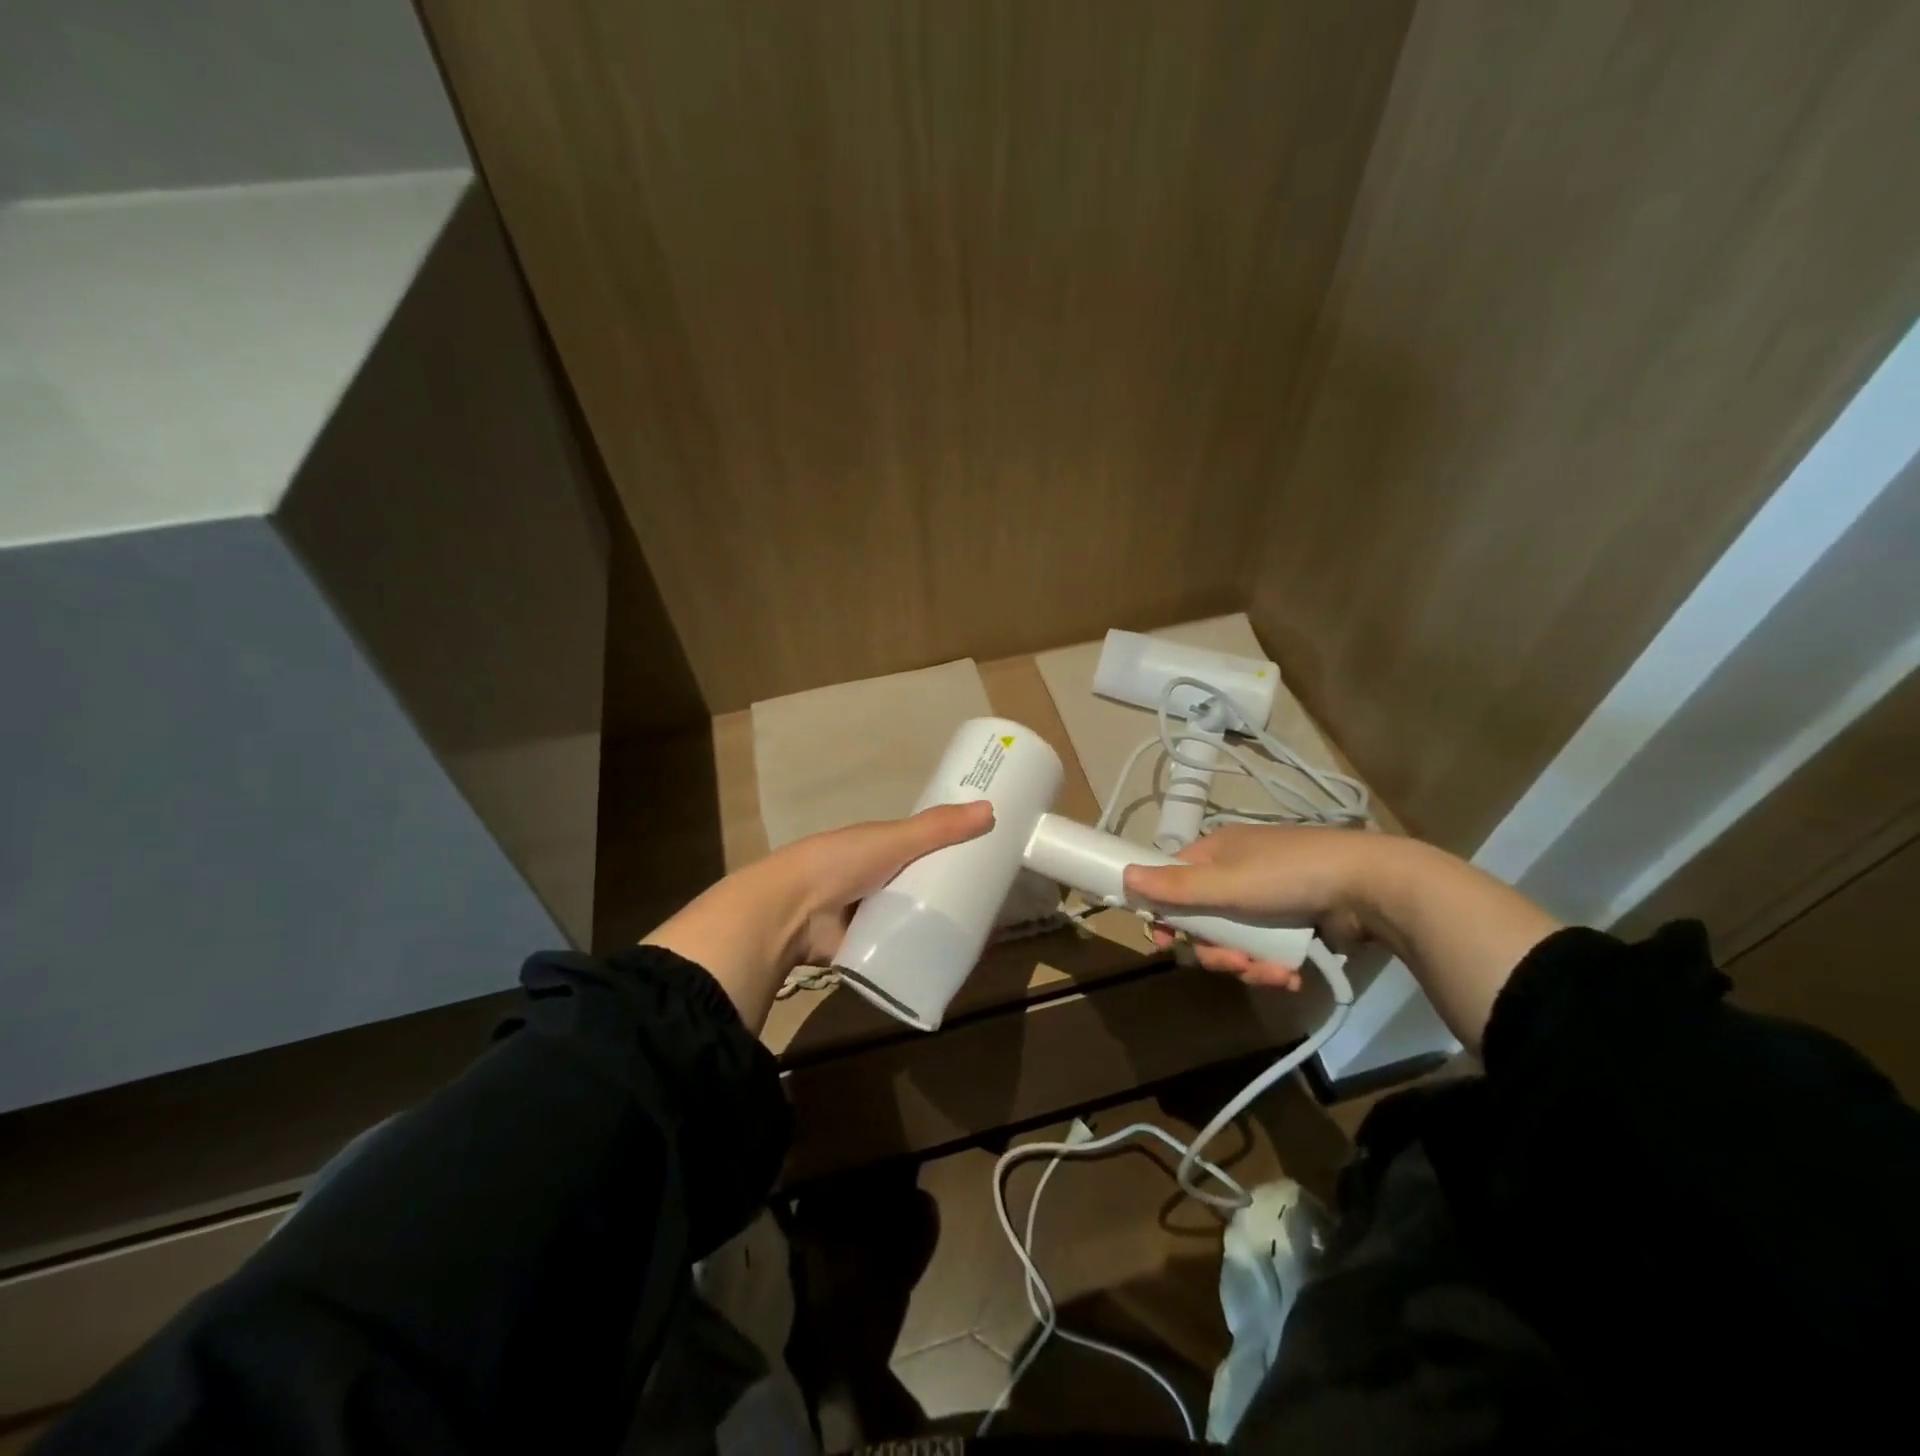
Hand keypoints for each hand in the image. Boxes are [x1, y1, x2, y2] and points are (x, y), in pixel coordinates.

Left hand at [644, 801, 993, 1031]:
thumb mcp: (892, 839)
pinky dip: (917, 954)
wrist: (788, 913)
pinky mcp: (859, 949)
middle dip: (945, 894)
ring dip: (933, 926)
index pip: (918, 847)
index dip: (947, 852)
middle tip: (988, 906)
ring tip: (975, 937)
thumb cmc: (840, 864)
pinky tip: (947, 962)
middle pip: (916, 885)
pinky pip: (895, 951)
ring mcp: (861, 916)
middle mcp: (868, 879)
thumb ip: (937, 827)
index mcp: (873, 848)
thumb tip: (991, 809)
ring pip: (907, 920)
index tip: (982, 861)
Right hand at [1121, 824, 1386, 989]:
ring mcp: (1269, 898)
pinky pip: (1267, 949)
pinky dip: (1272, 966)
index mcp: (1217, 852)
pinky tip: (1289, 976)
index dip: (1166, 912)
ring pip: (1237, 939)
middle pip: (1204, 918)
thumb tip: (1124, 876)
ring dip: (1246, 964)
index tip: (1166, 941)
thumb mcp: (1225, 882)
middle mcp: (1238, 871)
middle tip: (1230, 964)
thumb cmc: (1287, 875)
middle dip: (1214, 948)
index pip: (1174, 881)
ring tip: (1269, 974)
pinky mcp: (1296, 921)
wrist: (1370, 886)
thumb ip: (1175, 886)